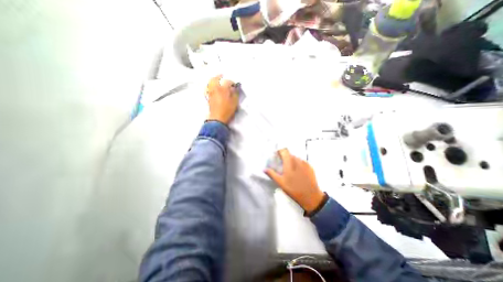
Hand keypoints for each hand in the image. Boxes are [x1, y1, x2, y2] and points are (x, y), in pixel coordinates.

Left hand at [207, 75, 239, 124]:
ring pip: (210, 82)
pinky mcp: (208, 97)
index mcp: (223, 89)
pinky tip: (212, 87)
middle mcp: (215, 89)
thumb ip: (235, 94)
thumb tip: (235, 89)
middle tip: (223, 76)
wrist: (218, 118)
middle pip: (215, 78)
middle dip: (220, 76)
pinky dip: (210, 85)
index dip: (232, 82)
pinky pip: (207, 88)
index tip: (234, 85)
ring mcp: (210, 92)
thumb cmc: (227, 111)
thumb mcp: (234, 102)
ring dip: (214, 79)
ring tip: (217, 79)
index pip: (228, 81)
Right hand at [265, 150, 323, 210]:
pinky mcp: (310, 167)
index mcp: (290, 163)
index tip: (276, 156)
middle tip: (282, 165)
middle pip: (290, 154)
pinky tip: (298, 172)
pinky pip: (302, 162)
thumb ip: (272, 174)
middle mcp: (298, 160)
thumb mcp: (281, 183)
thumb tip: (264, 169)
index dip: (279, 152)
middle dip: (285, 157)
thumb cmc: (294, 189)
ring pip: (296, 158)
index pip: (284, 151)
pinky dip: (298, 164)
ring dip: (292, 161)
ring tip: (290, 169)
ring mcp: (305, 163)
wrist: (311, 196)